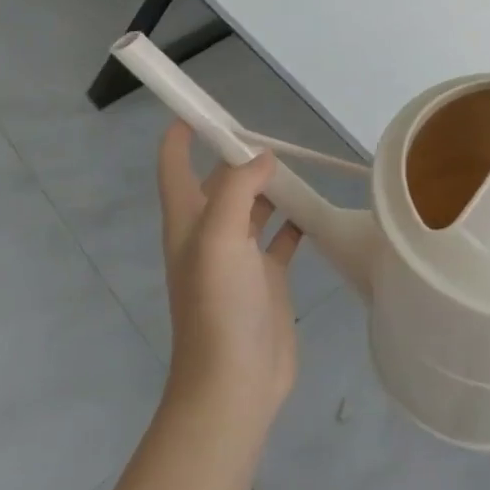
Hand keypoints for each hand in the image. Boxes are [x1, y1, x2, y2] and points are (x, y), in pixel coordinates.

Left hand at [156, 122, 302, 429]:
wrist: (235, 384)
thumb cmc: (219, 307)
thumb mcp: (219, 239)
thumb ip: (236, 189)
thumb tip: (261, 156)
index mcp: (188, 221)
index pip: (174, 166)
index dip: (182, 135)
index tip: (204, 105)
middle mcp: (210, 233)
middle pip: (220, 181)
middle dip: (238, 155)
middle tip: (272, 132)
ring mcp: (240, 256)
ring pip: (254, 205)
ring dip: (270, 184)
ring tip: (299, 163)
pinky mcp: (267, 276)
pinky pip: (281, 235)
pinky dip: (295, 218)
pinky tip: (315, 208)